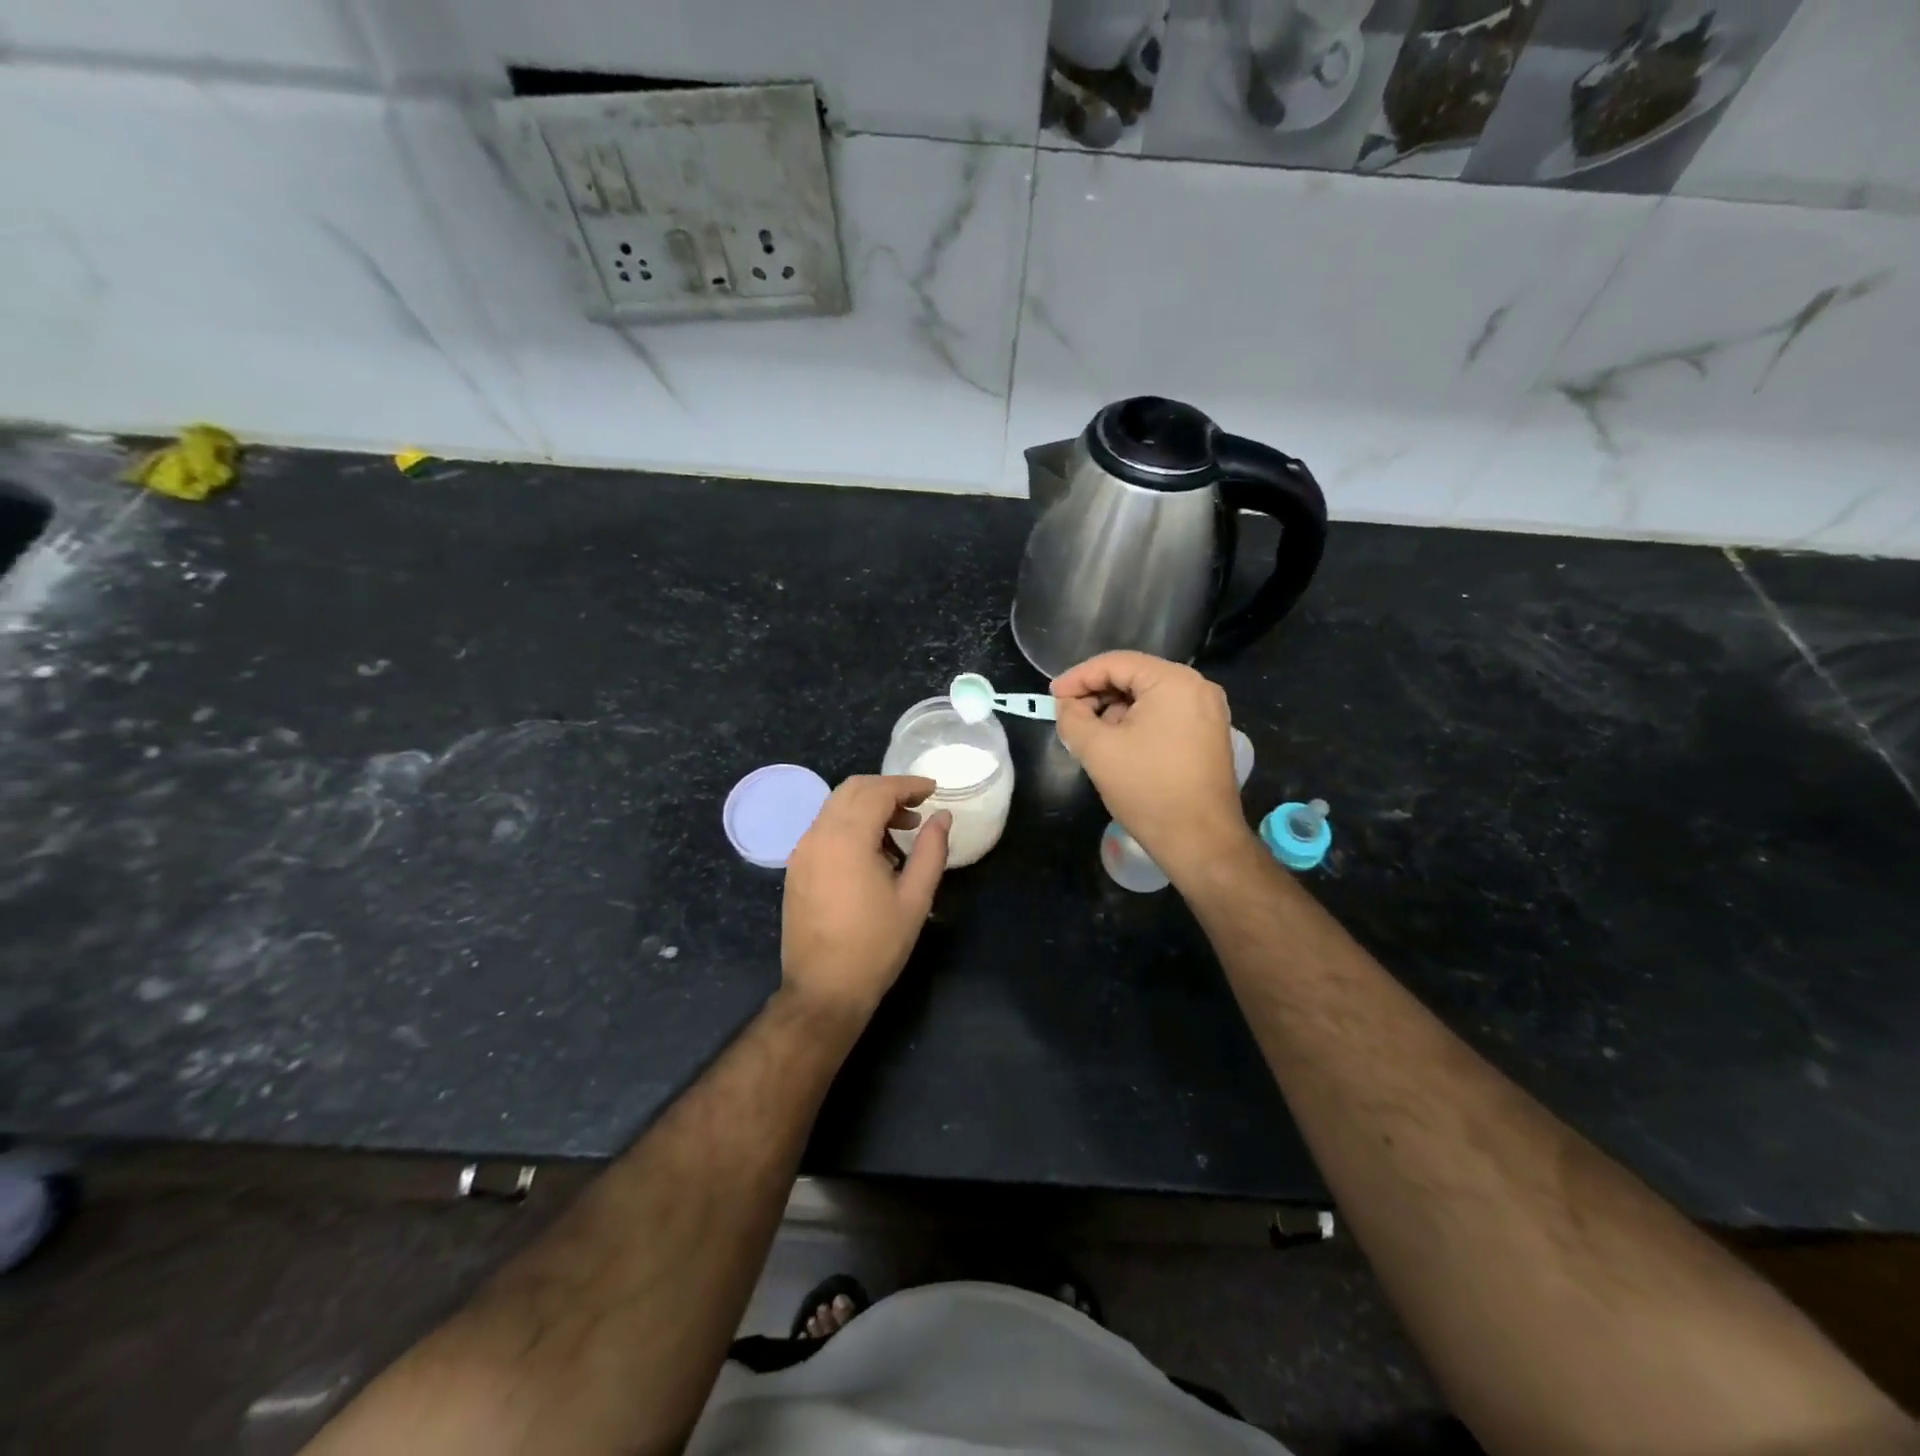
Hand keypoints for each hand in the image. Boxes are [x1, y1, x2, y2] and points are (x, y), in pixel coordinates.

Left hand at [781, 775, 951, 1019]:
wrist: (824, 990)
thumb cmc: (876, 945)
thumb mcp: (915, 898)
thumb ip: (931, 850)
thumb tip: (942, 817)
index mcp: (846, 838)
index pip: (877, 791)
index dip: (908, 785)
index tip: (933, 790)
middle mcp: (818, 835)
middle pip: (852, 790)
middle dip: (887, 790)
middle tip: (918, 808)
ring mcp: (802, 851)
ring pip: (835, 807)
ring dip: (868, 806)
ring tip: (901, 831)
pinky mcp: (796, 868)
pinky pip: (824, 828)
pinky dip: (850, 824)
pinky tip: (873, 851)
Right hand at [1052, 652, 1249, 876]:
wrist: (1200, 841)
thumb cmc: (1147, 789)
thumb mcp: (1098, 750)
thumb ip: (1072, 718)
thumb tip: (1066, 705)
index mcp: (1174, 681)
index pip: (1116, 663)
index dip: (1078, 677)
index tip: (1052, 697)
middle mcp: (1197, 688)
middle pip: (1134, 677)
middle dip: (1097, 695)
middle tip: (1069, 717)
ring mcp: (1208, 712)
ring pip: (1148, 698)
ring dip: (1115, 711)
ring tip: (1090, 736)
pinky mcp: (1208, 735)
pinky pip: (1165, 716)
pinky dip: (1137, 724)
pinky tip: (1117, 746)